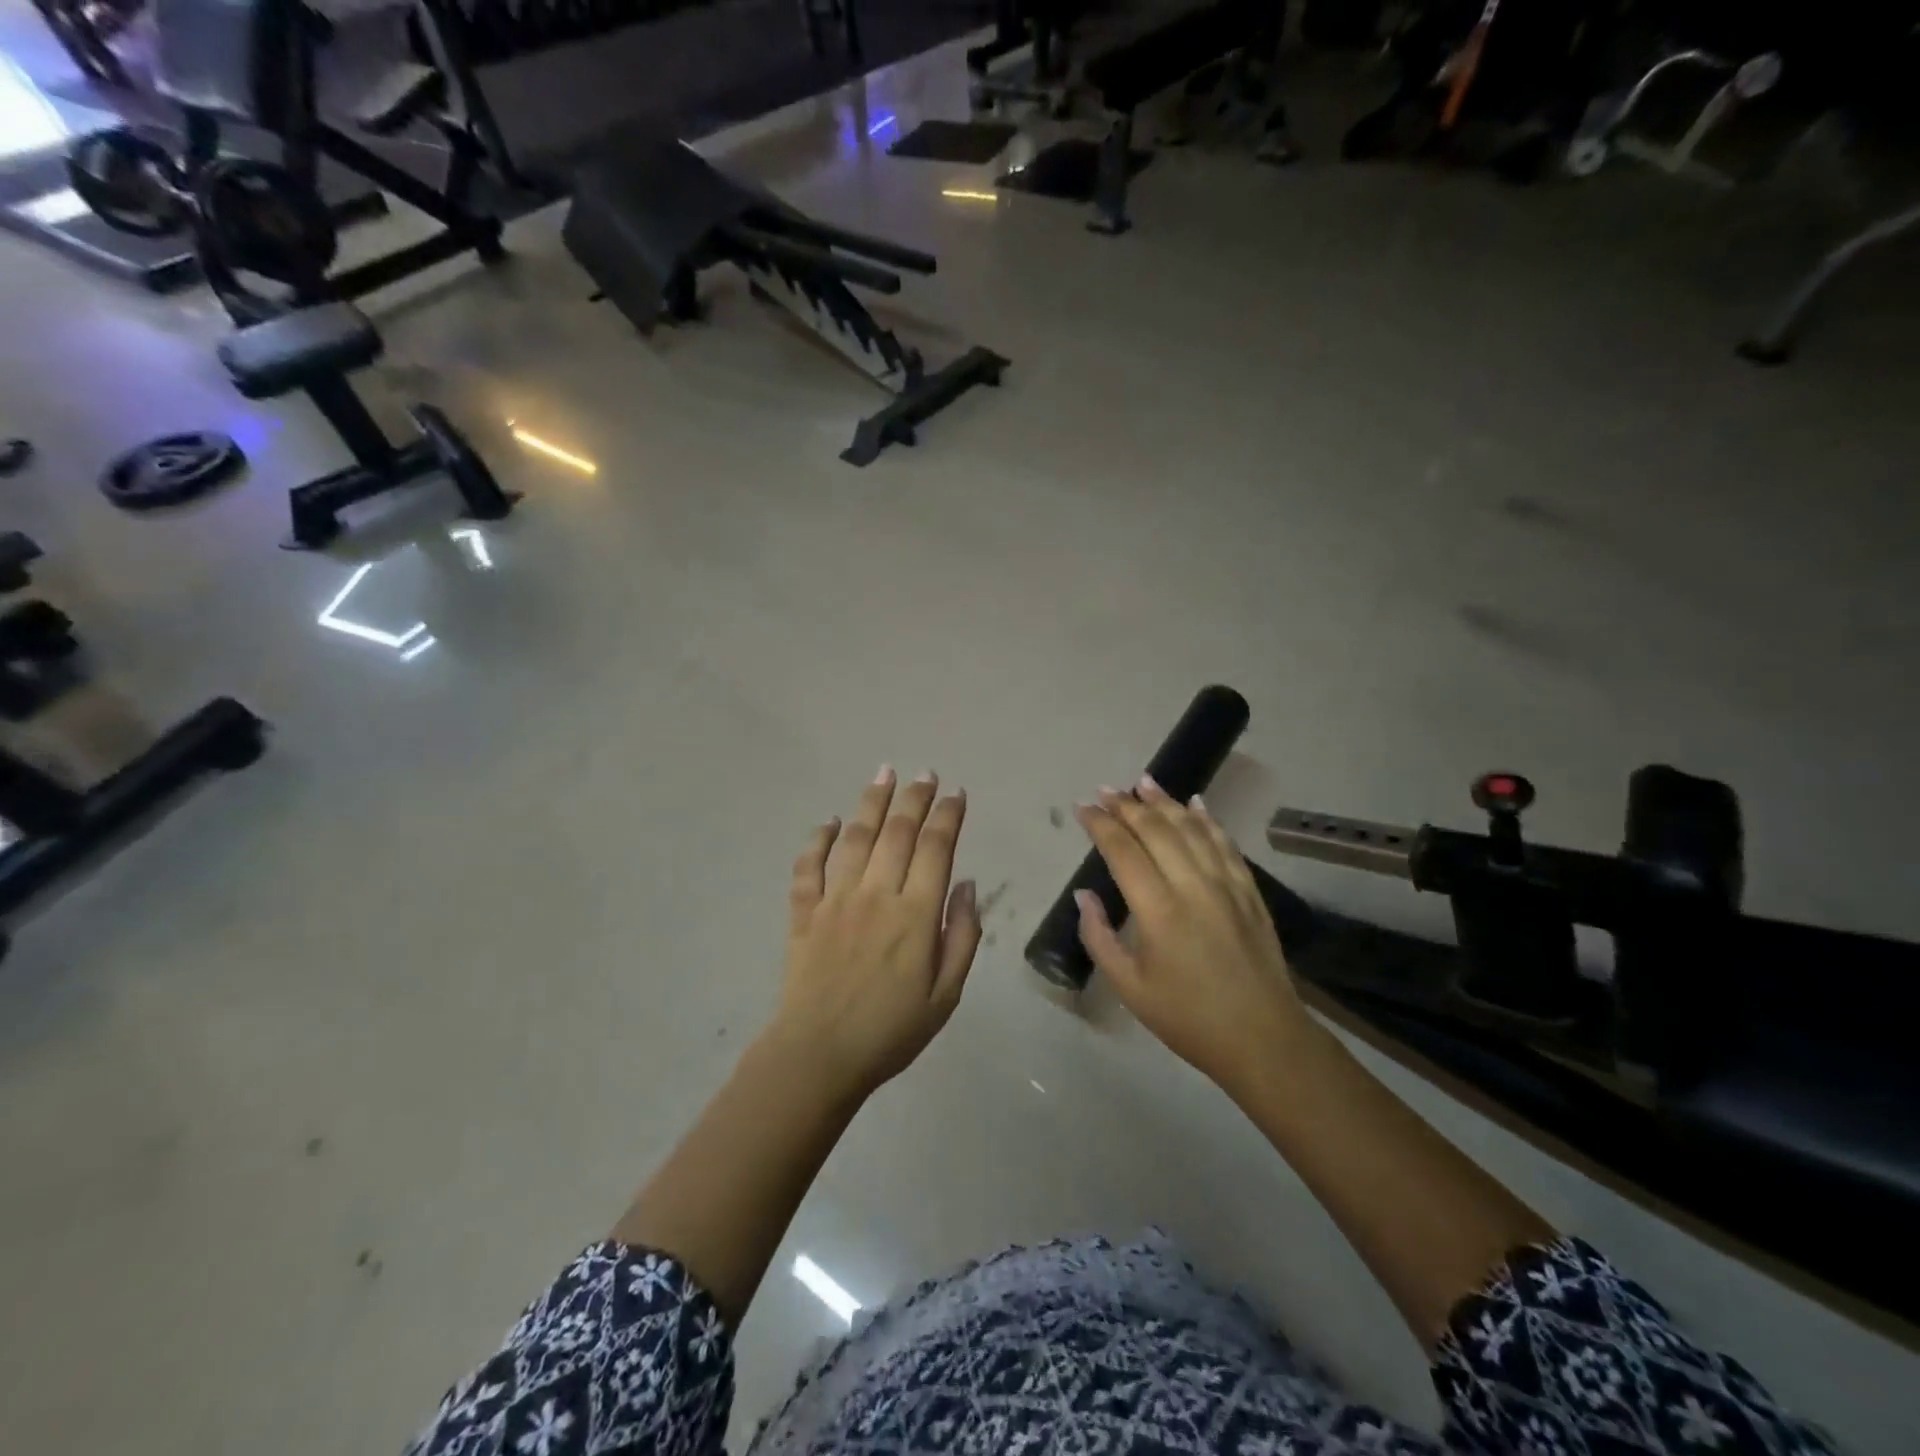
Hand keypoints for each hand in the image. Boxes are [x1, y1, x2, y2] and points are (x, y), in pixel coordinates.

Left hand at [770, 769, 981, 1101]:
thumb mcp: (946, 995)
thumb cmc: (890, 1031)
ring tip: (884, 774)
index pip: (937, 849)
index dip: (948, 816)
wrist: (818, 1057)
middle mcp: (876, 895)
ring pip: (855, 838)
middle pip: (898, 832)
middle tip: (925, 774)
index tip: (956, 794)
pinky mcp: (804, 912)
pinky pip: (808, 866)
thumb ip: (962, 936)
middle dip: (915, 798)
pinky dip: (817, 839)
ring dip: (871, 802)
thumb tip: (967, 885)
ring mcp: (835, 900)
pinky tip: (827, 821)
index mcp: (915, 915)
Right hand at [1074, 779, 1312, 1096]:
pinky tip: (1195, 804)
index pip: (1123, 851)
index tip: (1082, 807)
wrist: (1263, 1038)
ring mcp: (1226, 884)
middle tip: (1105, 789)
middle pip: (1156, 830)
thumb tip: (1082, 896)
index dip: (1100, 825)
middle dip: (1126, 805)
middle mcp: (1192, 885)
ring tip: (1142, 782)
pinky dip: (1208, 820)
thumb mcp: (1130, 987)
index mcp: (1158, 910)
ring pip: (1192, 829)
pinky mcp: (1249, 891)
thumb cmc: (1188, 1018)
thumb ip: (1099, 937)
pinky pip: (1226, 844)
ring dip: (1165, 802)